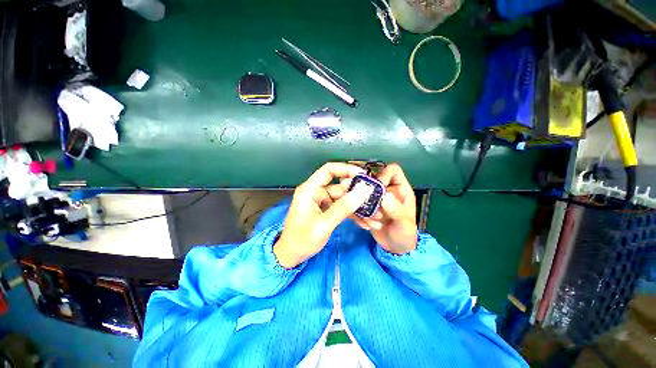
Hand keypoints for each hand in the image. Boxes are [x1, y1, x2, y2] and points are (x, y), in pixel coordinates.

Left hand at [274, 163, 369, 267]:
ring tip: (375, 218)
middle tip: (376, 202)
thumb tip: (362, 192)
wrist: (291, 256)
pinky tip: (366, 224)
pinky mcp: (327, 210)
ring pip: (345, 199)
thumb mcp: (323, 225)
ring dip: (359, 207)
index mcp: (310, 190)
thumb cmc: (301, 240)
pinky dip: (353, 215)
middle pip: (341, 186)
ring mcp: (322, 201)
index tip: (364, 175)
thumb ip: (342, 208)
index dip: (346, 169)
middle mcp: (317, 192)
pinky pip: (343, 208)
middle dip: (358, 195)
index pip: (328, 170)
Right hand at [351, 164, 417, 253]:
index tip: (377, 189)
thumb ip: (397, 210)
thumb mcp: (404, 224)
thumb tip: (385, 196)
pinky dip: (358, 214)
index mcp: (400, 189)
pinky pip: (356, 203)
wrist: (394, 248)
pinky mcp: (365, 207)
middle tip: (366, 206)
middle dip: (368, 193)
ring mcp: (374, 198)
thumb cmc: (405, 234)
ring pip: (361, 191)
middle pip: (372, 179)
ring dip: (362, 206)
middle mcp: (386, 190)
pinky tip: (365, 225)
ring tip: (370, 221)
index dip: (383, 175)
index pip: (392, 170)